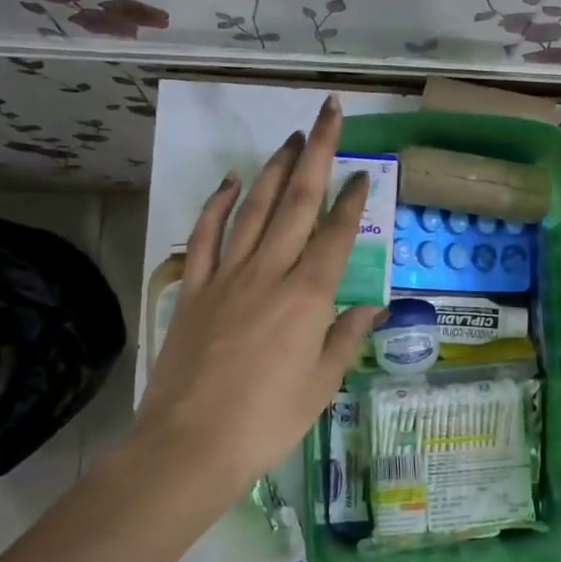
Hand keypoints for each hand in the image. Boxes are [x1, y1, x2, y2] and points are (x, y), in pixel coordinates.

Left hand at [123, 95, 381, 520]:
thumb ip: (345, 338)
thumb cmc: (268, 421)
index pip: (336, 234)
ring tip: (290, 138)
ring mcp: (227, 276)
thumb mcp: (321, 385)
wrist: (190, 446)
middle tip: (328, 115)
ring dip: (273, 168)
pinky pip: (205, 236)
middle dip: (317, 154)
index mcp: (308, 297)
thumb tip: (371, 307)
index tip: (364, 174)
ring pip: (254, 209)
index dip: (352, 200)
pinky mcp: (193, 289)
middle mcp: (270, 273)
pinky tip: (231, 181)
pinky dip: (217, 205)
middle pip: (296, 202)